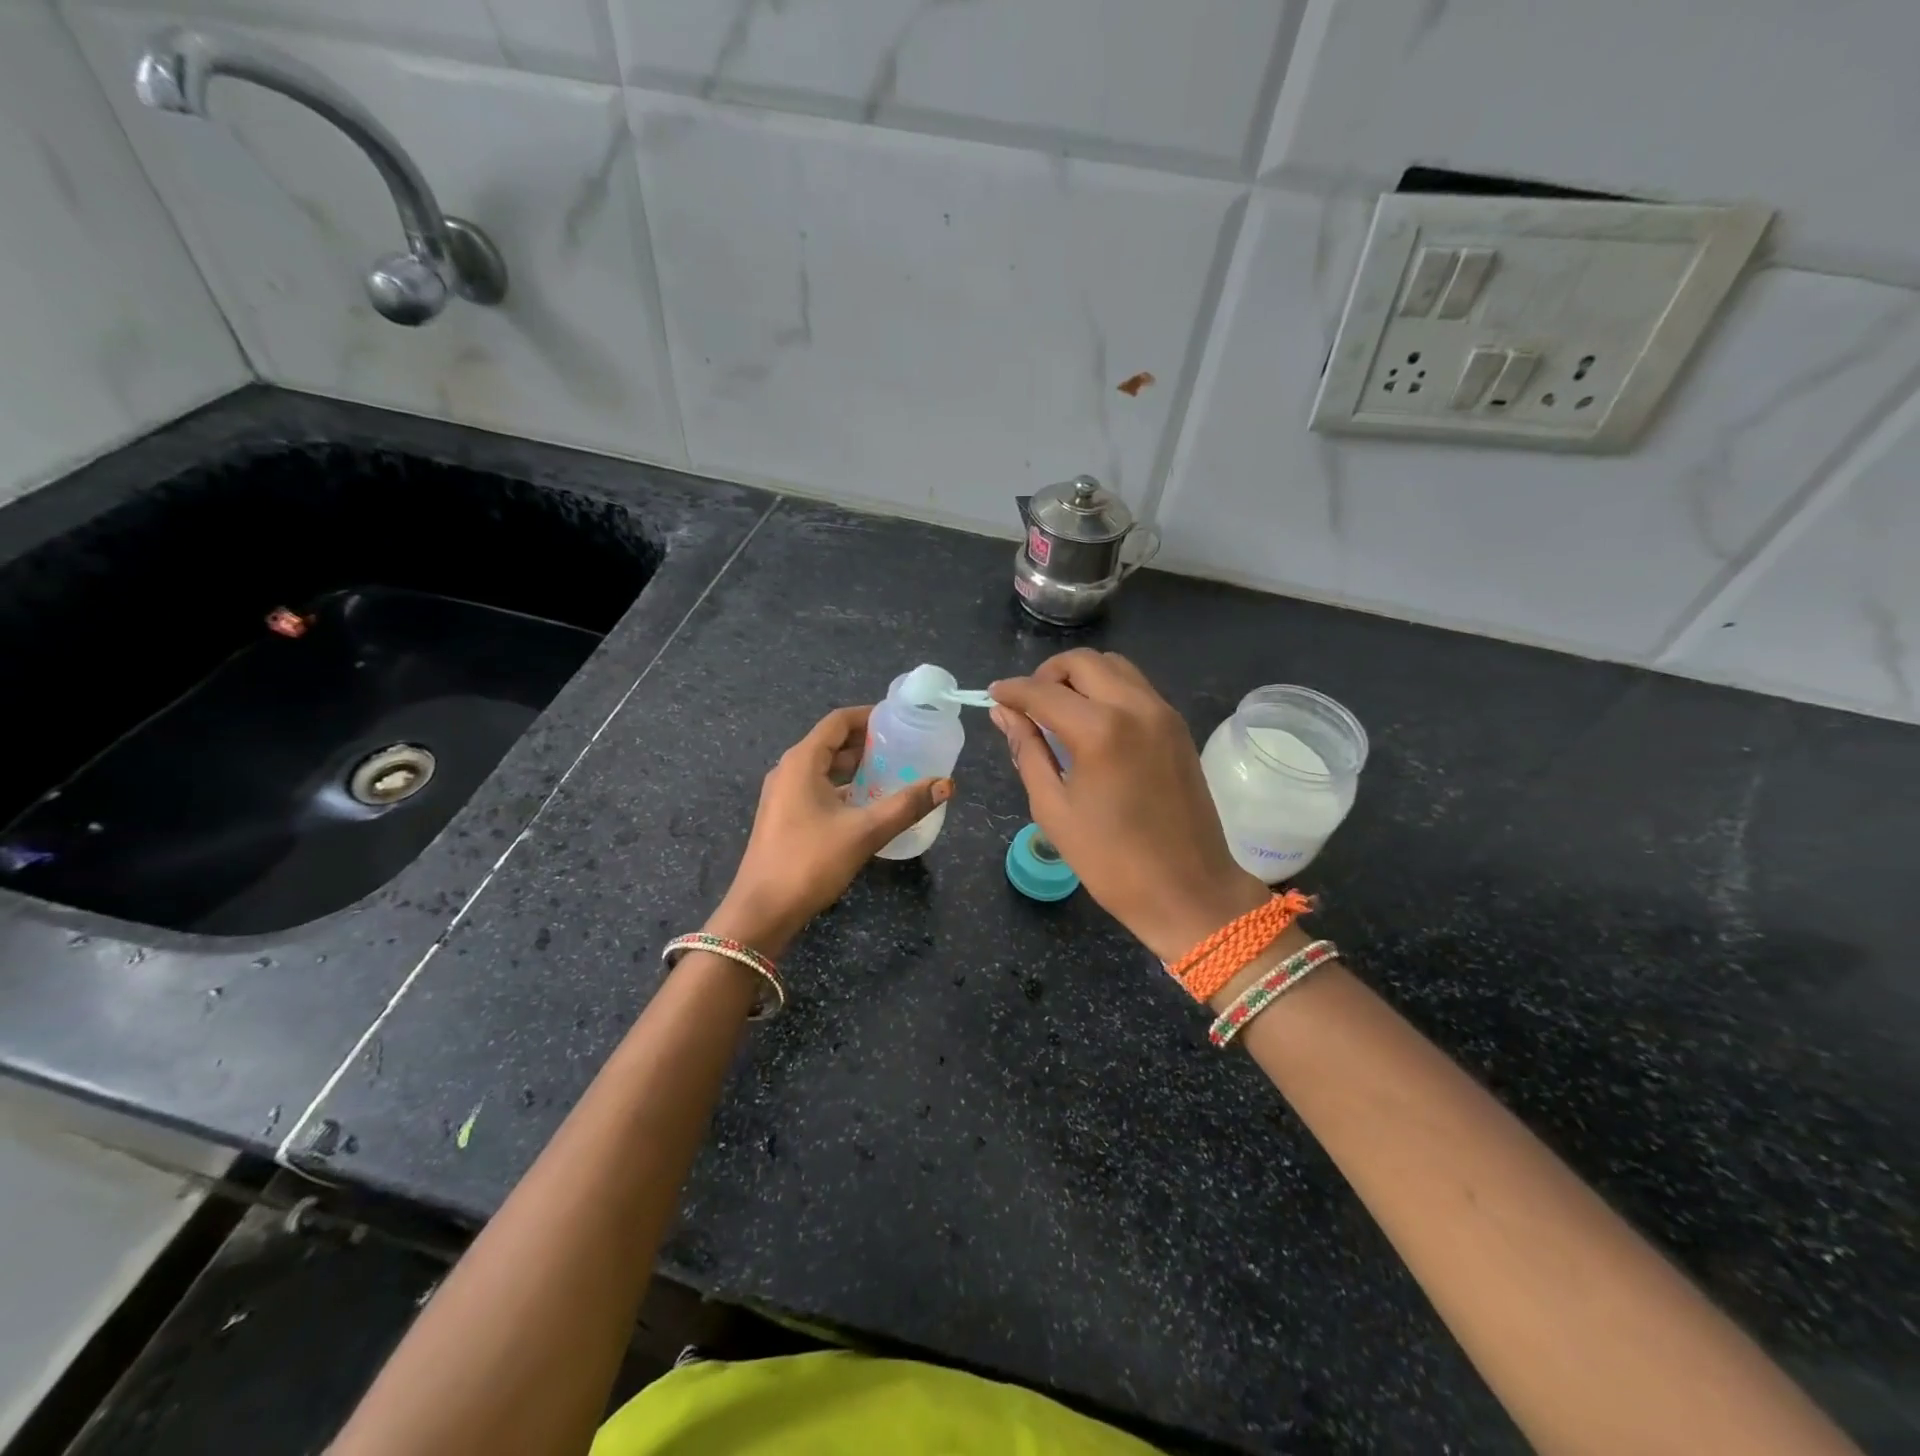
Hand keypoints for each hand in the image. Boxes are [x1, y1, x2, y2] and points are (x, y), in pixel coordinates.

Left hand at [708, 705, 952, 957]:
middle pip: (831, 742)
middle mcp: (789, 770)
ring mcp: (783, 795)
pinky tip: (868, 803)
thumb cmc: (810, 862)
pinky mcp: (784, 817)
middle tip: (905, 747)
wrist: (762, 911)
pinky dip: (844, 787)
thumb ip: (906, 805)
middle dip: (867, 742)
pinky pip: (818, 788)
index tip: (900, 720)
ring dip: (856, 766)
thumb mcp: (864, 832)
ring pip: (824, 767)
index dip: (869, 716)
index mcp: (802, 761)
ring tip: (893, 771)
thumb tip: (946, 784)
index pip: (838, 721)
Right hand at [990, 650, 1266, 961]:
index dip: (1012, 691)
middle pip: (1082, 662)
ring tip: (1060, 710)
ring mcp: (1162, 713)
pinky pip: (1136, 687)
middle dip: (1047, 675)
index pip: (1043, 692)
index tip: (993, 696)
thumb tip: (1004, 714)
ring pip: (1114, 666)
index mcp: (1099, 731)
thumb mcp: (1053, 808)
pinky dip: (1107, 690)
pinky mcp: (1177, 726)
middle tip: (1028, 705)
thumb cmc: (1110, 860)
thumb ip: (1027, 751)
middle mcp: (1135, 707)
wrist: (1187, 889)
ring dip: (1080, 677)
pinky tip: (1092, 723)